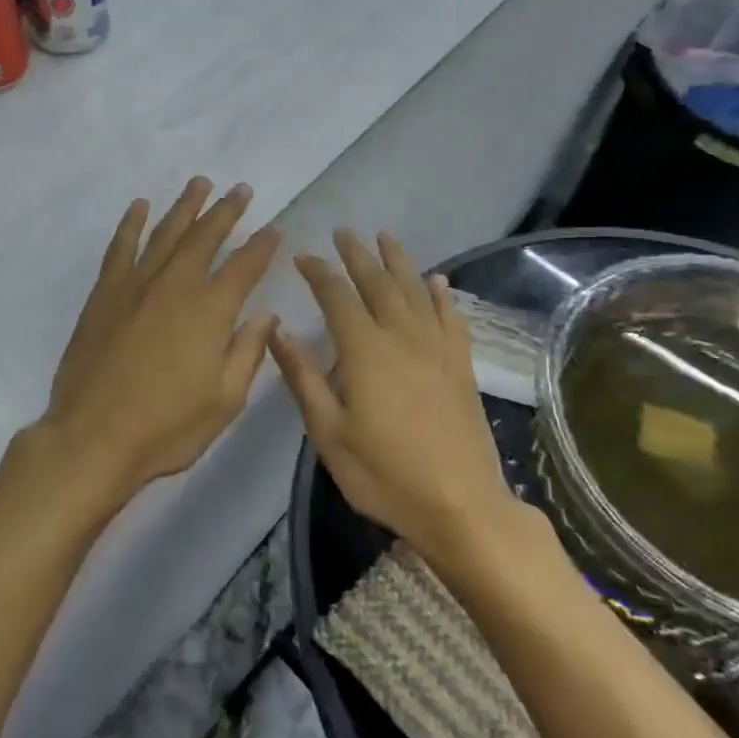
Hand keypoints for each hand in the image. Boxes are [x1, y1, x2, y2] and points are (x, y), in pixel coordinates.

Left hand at [39, 178, 280, 501]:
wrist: (94, 435)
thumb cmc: (167, 426)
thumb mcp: (225, 399)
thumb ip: (248, 351)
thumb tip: (265, 313)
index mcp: (212, 310)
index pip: (245, 266)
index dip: (262, 246)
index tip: (274, 229)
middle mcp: (175, 285)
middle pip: (205, 237)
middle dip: (226, 211)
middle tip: (240, 189)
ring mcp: (135, 285)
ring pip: (165, 233)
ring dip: (184, 207)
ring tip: (199, 183)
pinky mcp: (104, 294)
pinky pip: (121, 248)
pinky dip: (131, 224)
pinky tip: (139, 207)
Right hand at [270, 231, 521, 558]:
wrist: (460, 505)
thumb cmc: (383, 473)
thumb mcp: (328, 432)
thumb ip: (303, 377)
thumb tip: (277, 330)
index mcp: (364, 350)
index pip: (336, 296)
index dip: (318, 272)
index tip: (302, 257)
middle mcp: (402, 337)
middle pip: (377, 283)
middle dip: (357, 255)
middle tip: (343, 232)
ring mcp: (437, 349)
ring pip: (415, 291)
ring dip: (398, 262)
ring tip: (384, 238)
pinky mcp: (461, 366)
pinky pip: (450, 318)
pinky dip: (441, 296)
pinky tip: (438, 281)